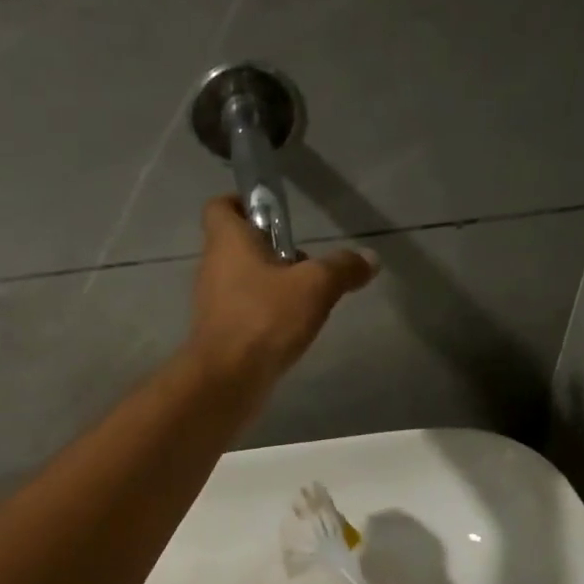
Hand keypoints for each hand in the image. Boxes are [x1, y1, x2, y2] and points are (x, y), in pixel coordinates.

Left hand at [185, 196, 376, 392]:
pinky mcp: (220, 332)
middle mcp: (213, 266)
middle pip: (238, 244)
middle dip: (272, 248)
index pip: (220, 206)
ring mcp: (214, 302)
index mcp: (227, 242)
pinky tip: (293, 329)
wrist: (227, 380)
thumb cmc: (265, 319)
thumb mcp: (315, 287)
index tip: (274, 213)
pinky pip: (244, 310)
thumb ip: (343, 268)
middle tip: (305, 262)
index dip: (243, 203)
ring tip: (307, 298)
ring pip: (243, 279)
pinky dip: (266, 313)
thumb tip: (370, 258)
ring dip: (272, 283)